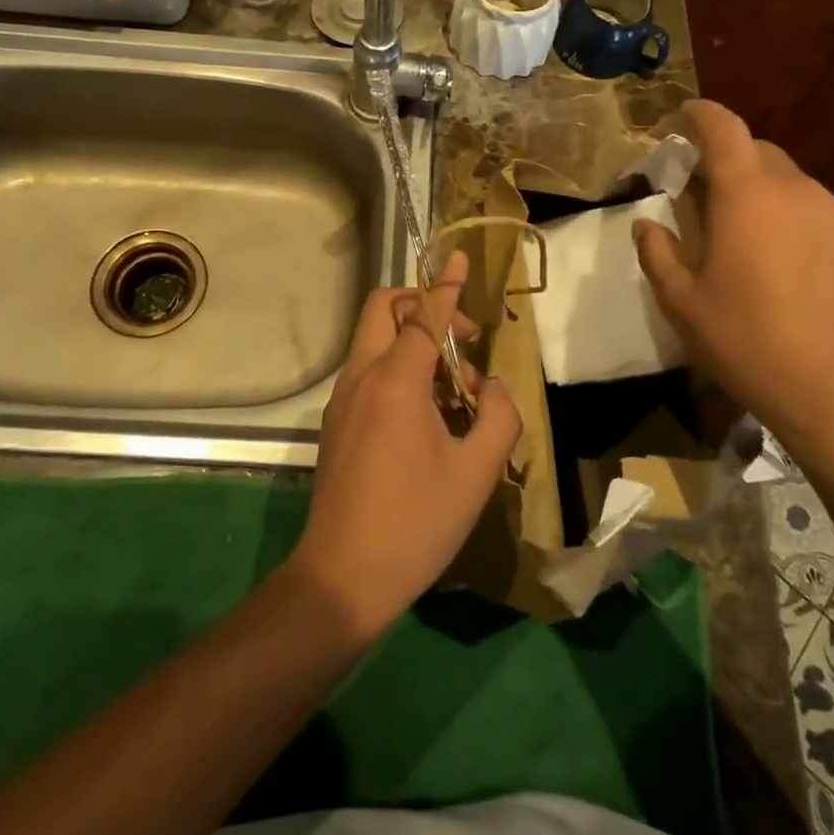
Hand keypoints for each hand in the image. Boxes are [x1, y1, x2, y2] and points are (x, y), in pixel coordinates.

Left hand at [288, 253, 520, 640]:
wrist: (342, 578)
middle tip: (462, 341)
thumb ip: (497, 417)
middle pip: (385, 310)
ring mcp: (342, 400)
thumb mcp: (476, 472)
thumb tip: (491, 387)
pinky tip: (427, 414)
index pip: (424, 315)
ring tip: (454, 388)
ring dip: (414, 341)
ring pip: (375, 340)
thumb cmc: (416, 523)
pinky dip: (398, 367)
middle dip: (424, 306)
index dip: (446, 284)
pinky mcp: (336, 423)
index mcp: (395, 381)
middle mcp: (361, 378)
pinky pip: (368, 371)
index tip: (459, 256)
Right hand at [633, 100, 833, 446]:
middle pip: (764, 157)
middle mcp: (802, 190)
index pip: (724, 129)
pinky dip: (820, 238)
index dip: (703, 115)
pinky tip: (817, 284)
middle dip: (737, 169)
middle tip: (719, 209)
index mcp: (747, 196)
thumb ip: (658, 253)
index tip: (688, 115)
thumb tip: (648, 223)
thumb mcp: (682, 305)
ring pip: (803, 195)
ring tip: (773, 260)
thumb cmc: (748, 344)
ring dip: (780, 209)